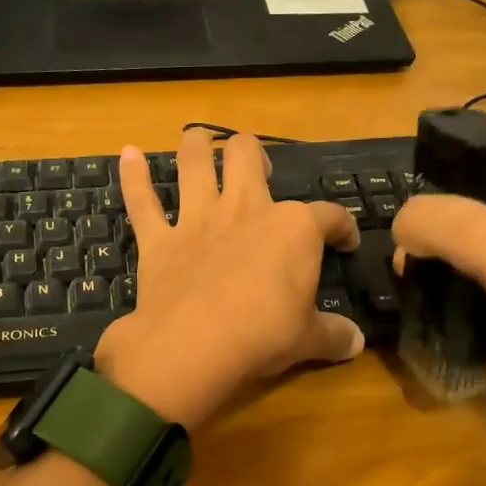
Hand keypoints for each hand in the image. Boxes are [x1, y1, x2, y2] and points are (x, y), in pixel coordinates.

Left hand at [96, 130, 363, 428]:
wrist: (194, 346)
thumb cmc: (262, 336)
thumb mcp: (309, 339)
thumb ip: (334, 335)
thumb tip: (357, 342)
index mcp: (294, 229)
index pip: (329, 216)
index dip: (343, 227)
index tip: (346, 242)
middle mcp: (246, 210)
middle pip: (248, 157)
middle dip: (254, 154)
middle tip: (259, 169)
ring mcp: (199, 220)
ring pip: (195, 163)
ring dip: (196, 146)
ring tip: (198, 139)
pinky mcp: (160, 240)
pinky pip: (142, 201)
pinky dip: (133, 177)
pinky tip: (128, 154)